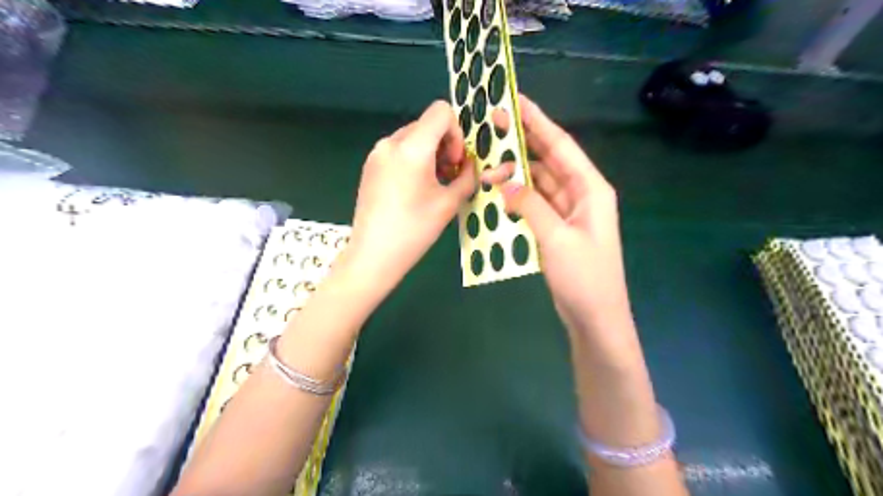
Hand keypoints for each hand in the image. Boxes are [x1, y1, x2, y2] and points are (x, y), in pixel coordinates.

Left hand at [347, 99, 476, 288]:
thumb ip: (467, 177)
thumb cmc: (414, 230)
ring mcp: (376, 154)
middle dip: (444, 146)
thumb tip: (471, 165)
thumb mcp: (449, 204)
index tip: (455, 162)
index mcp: (411, 147)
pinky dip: (413, 161)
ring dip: (430, 154)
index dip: (456, 132)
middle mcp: (391, 142)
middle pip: (426, 125)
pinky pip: (398, 151)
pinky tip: (414, 189)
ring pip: (413, 138)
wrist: (373, 255)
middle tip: (449, 176)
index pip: (441, 111)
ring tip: (433, 185)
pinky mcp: (370, 166)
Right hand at [482, 96, 633, 337]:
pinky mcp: (558, 228)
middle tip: (492, 126)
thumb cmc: (583, 277)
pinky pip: (535, 204)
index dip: (538, 121)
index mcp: (590, 189)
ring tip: (486, 166)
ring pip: (539, 183)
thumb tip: (505, 183)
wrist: (595, 317)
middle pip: (549, 159)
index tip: (515, 100)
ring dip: (516, 175)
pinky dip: (518, 198)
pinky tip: (498, 193)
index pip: (560, 145)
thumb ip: (530, 206)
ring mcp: (569, 212)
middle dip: (522, 142)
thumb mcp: (555, 238)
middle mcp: (581, 194)